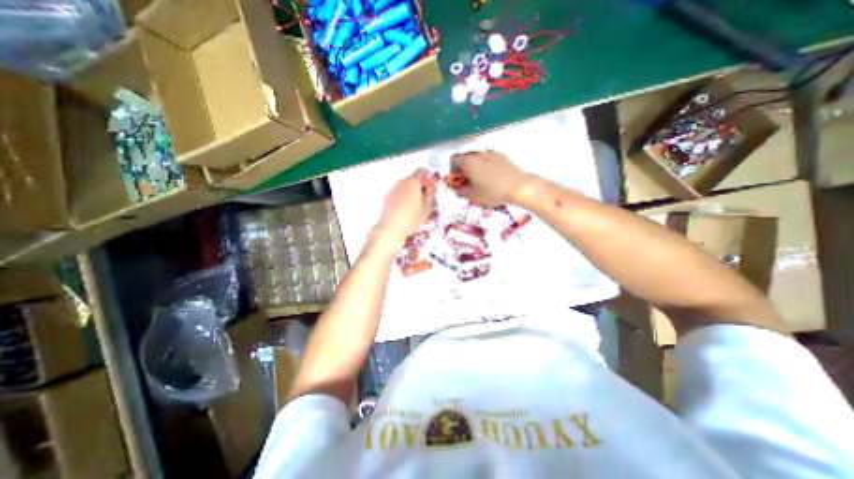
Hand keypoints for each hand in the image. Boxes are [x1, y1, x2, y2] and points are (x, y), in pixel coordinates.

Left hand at [374, 169, 440, 246]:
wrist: (391, 228)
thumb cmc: (412, 218)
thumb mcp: (427, 207)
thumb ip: (430, 194)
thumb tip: (432, 185)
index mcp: (413, 182)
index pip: (422, 171)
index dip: (427, 177)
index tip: (430, 187)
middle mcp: (402, 182)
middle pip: (412, 179)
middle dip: (419, 185)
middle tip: (424, 198)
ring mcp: (393, 189)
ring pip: (404, 186)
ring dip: (410, 191)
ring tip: (414, 206)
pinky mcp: (387, 197)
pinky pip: (398, 193)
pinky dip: (402, 197)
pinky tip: (404, 209)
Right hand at [450, 152, 531, 205]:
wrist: (519, 187)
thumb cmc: (492, 192)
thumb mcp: (472, 196)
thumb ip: (461, 191)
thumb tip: (457, 189)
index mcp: (468, 162)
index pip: (453, 160)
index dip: (453, 171)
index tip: (458, 182)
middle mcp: (479, 154)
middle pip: (465, 158)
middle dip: (464, 170)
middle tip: (468, 183)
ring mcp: (492, 153)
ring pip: (478, 159)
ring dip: (475, 168)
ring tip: (481, 182)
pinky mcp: (503, 157)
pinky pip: (489, 160)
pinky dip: (486, 167)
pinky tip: (492, 179)